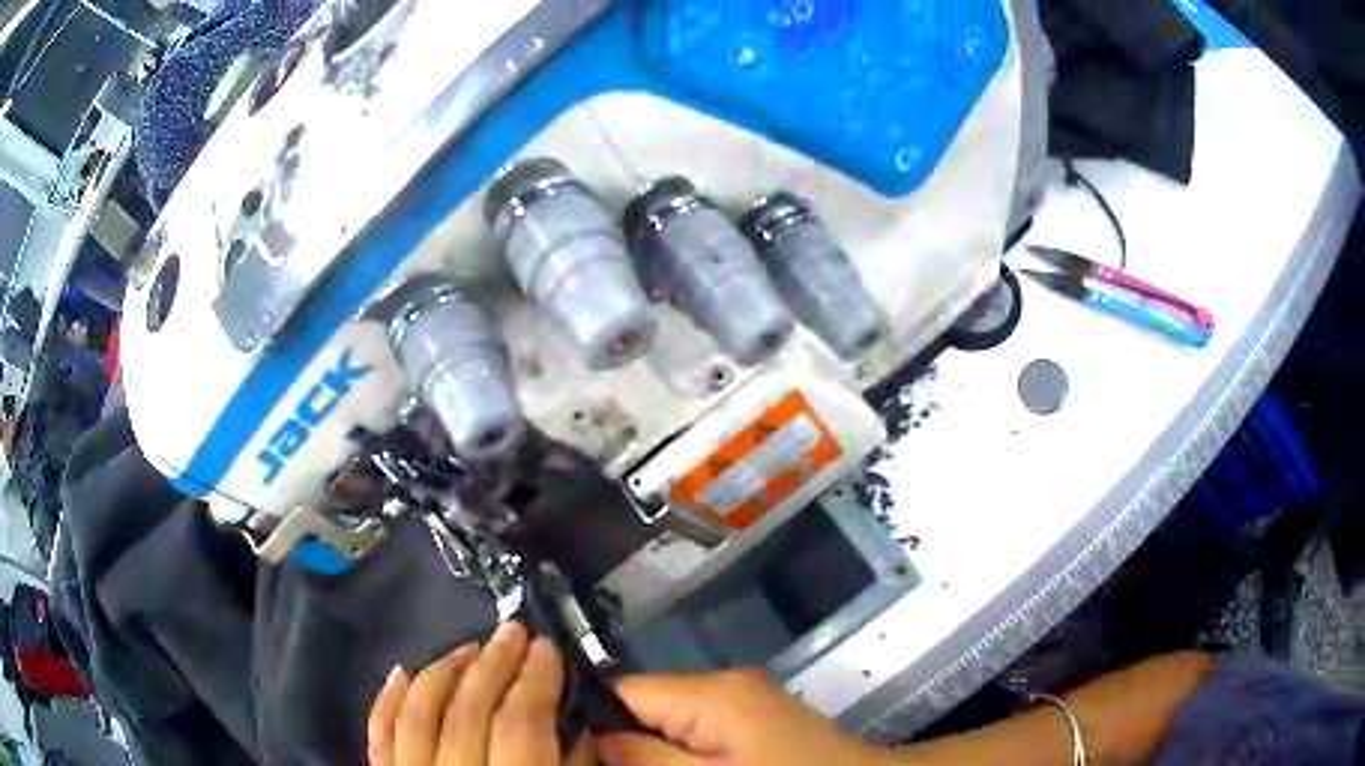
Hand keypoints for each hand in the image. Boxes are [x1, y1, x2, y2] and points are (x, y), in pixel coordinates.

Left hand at [367, 622, 592, 765]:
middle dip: (494, 665)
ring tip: (468, 648)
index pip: (519, 724)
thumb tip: (580, 726)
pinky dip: (387, 700)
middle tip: (513, 633)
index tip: (548, 648)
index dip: (535, 681)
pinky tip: (402, 671)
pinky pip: (378, 733)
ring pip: (418, 713)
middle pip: (468, 711)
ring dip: (443, 672)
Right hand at [599, 670, 894, 765]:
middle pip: (645, 705)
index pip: (622, 689)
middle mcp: (726, 683)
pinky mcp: (759, 718)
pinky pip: (702, 729)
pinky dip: (686, 752)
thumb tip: (593, 738)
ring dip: (656, 751)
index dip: (594, 723)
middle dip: (627, 742)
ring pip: (672, 720)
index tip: (581, 758)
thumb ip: (646, 760)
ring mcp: (746, 699)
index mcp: (710, 693)